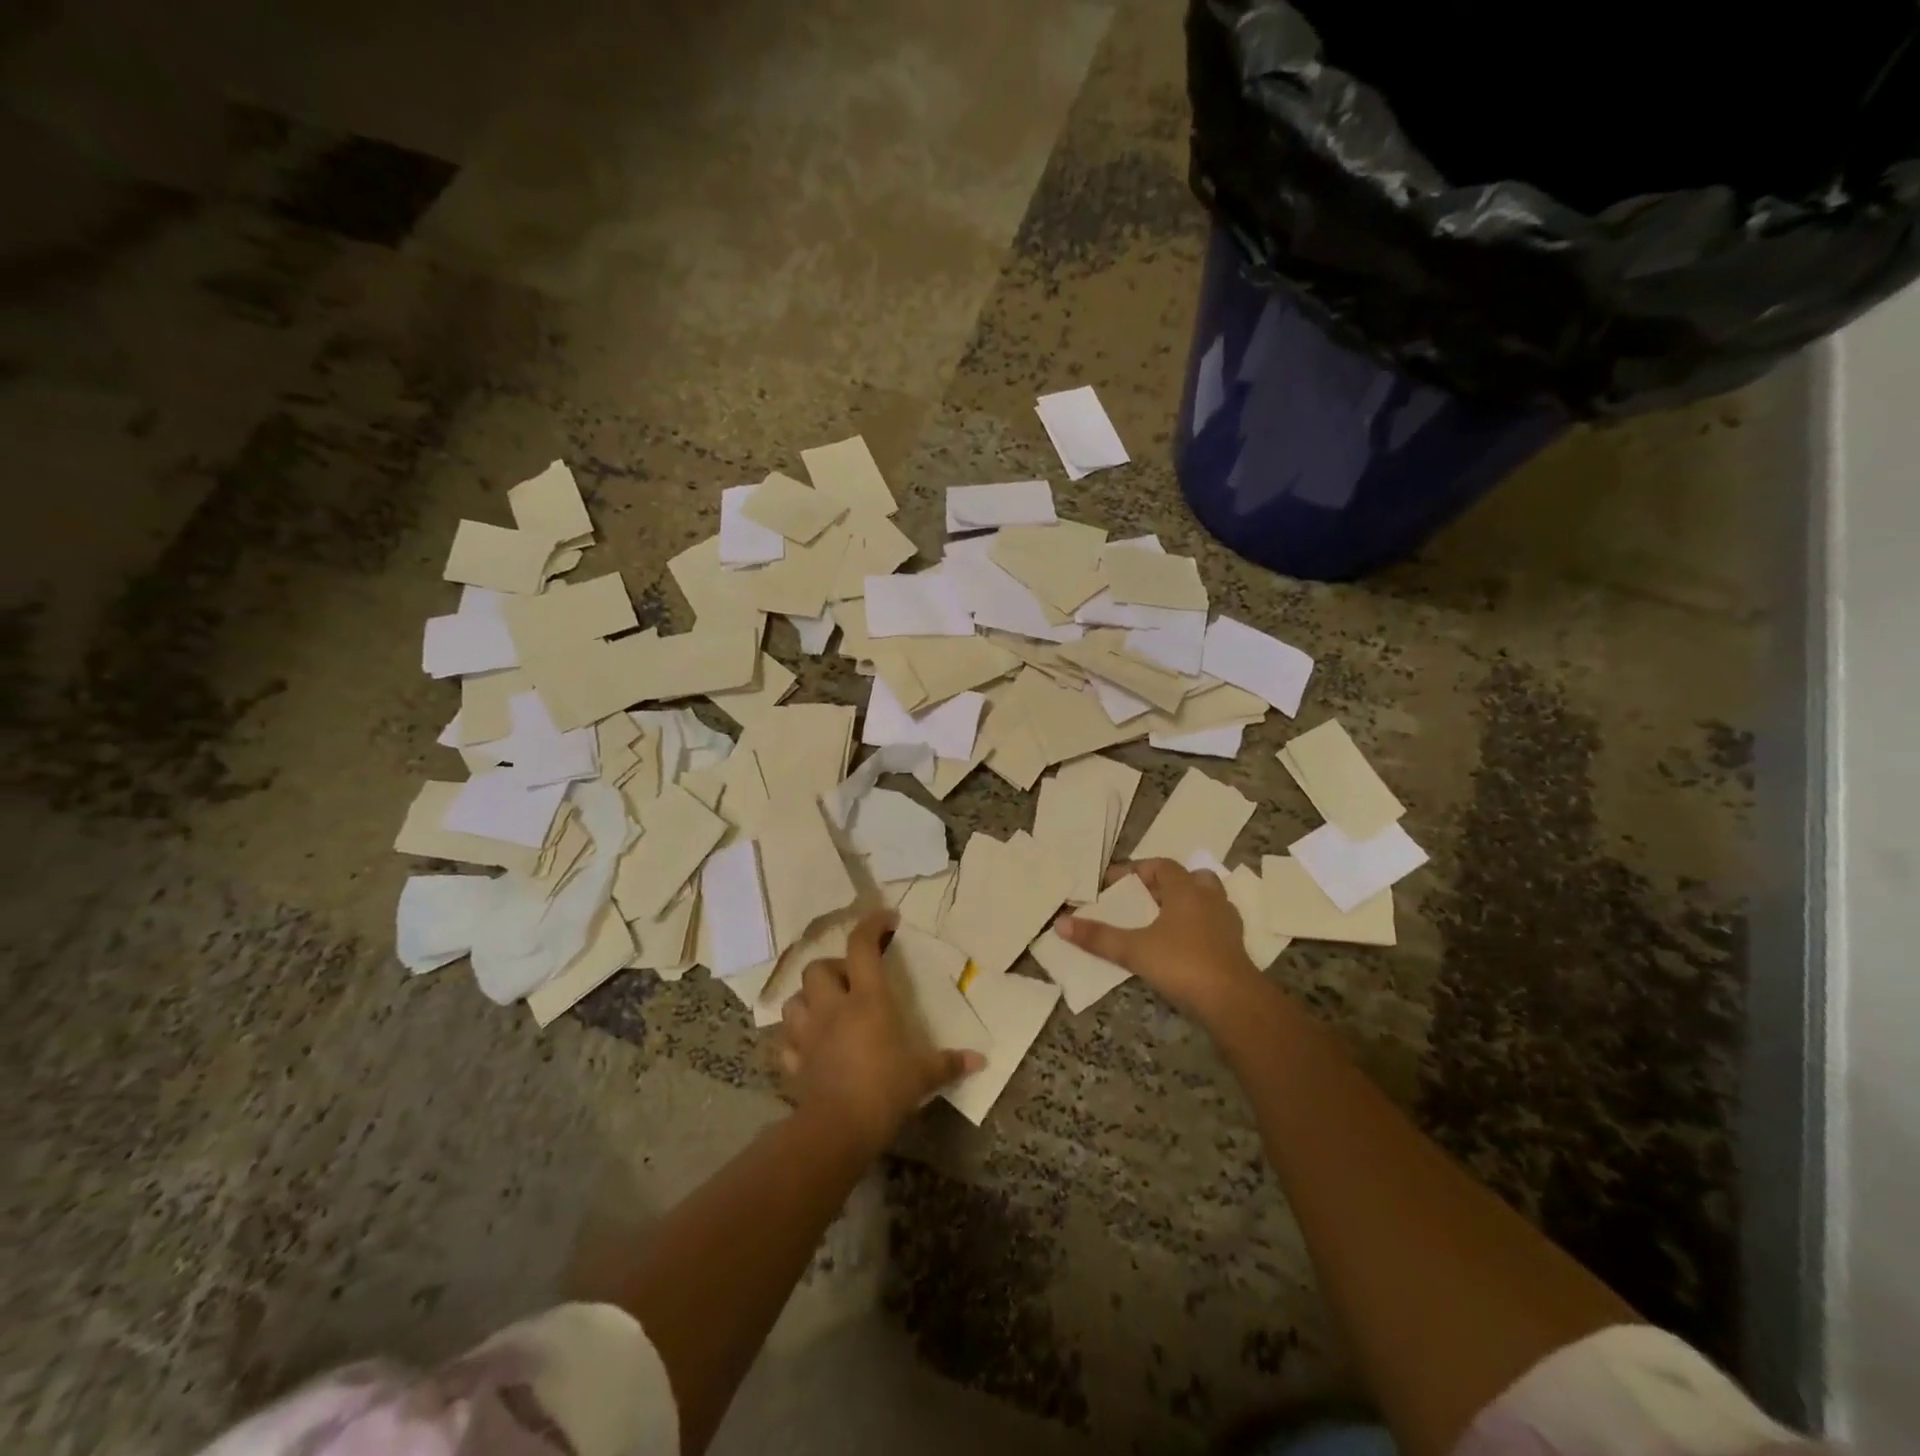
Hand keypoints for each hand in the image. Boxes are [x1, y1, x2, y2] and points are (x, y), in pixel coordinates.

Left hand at [776, 909, 983, 1152]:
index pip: (862, 947)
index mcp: (867, 1000)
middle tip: (851, 983)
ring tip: (825, 1011)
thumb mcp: (923, 1076)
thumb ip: (949, 1063)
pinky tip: (808, 1047)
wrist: (837, 1130)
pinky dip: (795, 1039)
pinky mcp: (793, 1061)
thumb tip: (980, 1061)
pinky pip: (786, 1041)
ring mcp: (808, 1034)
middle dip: (833, 969)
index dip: (872, 925)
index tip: (887, 920)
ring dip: (807, 1000)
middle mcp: (832, 1008)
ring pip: (794, 1000)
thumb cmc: (884, 1090)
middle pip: (818, 968)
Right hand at [1057, 859, 1263, 1025]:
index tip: (1113, 883)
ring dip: (1186, 904)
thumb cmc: (1182, 964)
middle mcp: (1209, 898)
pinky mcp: (1236, 947)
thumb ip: (1098, 937)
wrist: (1234, 1001)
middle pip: (1190, 878)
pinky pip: (1215, 925)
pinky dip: (1198, 927)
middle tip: (1142, 899)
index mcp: (1186, 890)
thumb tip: (1061, 923)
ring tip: (1161, 921)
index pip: (1161, 865)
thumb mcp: (1133, 950)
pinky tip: (1182, 945)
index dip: (1136, 870)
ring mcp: (1227, 922)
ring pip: (1207, 900)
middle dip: (1165, 884)